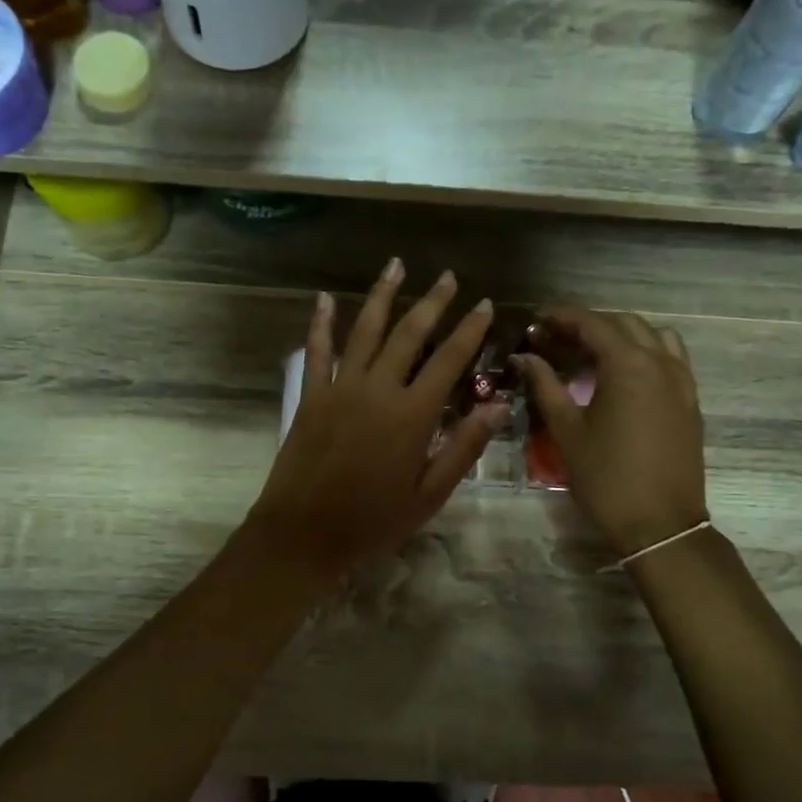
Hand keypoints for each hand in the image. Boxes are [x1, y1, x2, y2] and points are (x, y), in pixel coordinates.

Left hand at [247, 260, 506, 581]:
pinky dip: (322, 323)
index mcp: (412, 415)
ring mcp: (340, 389)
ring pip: (366, 331)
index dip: (469, 331)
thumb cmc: (372, 522)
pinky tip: (327, 298)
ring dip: (384, 296)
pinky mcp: (311, 396)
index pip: (449, 360)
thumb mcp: (429, 496)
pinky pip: (317, 352)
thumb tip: (497, 408)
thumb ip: (463, 448)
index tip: (484, 305)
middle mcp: (378, 390)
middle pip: (410, 334)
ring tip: (397, 266)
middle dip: (433, 302)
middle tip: (449, 278)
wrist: (303, 535)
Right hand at [513, 306, 707, 556]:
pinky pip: (672, 359)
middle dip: (590, 323)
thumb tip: (524, 357)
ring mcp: (681, 381)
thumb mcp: (567, 431)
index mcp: (628, 364)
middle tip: (558, 336)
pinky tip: (627, 375)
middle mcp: (660, 362)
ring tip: (595, 351)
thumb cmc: (606, 477)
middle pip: (625, 324)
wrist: (660, 524)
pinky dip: (647, 352)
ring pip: (654, 337)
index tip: (538, 319)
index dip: (562, 316)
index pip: (592, 323)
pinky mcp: (690, 402)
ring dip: (623, 334)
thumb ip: (545, 386)